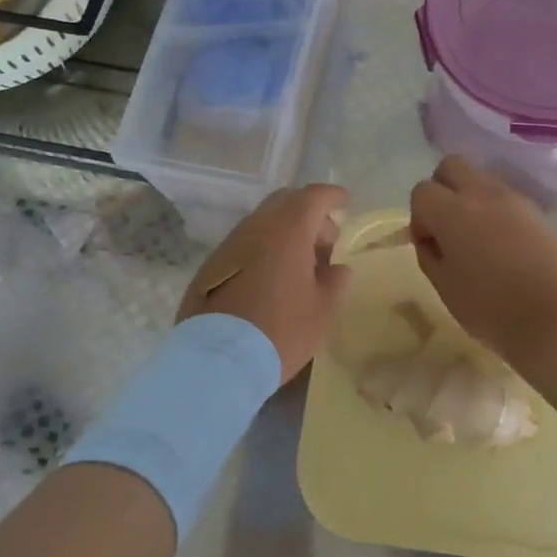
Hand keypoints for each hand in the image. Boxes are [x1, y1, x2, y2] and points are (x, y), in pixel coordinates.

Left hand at [178, 184, 351, 384]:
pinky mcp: (210, 266)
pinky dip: (263, 250)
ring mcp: (229, 245)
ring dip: (284, 233)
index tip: (345, 201)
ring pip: (262, 223)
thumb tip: (337, 269)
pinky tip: (270, 279)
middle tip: (324, 240)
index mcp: (288, 230)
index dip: (332, 196)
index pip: (313, 196)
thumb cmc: (281, 330)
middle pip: (285, 202)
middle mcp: (256, 228)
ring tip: (299, 264)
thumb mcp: (322, 310)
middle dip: (308, 213)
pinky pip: (244, 245)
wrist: (218, 360)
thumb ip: (335, 282)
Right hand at [408, 157, 556, 358]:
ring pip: (481, 178)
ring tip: (478, 238)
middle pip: (451, 166)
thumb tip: (430, 238)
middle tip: (447, 227)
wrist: (554, 317)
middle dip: (442, 189)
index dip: (420, 217)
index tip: (431, 245)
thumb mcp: (445, 287)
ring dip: (470, 198)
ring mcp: (514, 198)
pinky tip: (503, 244)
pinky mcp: (536, 210)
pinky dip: (496, 210)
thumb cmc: (490, 307)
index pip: (422, 191)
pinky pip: (505, 197)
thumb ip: (429, 254)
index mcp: (453, 211)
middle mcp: (482, 193)